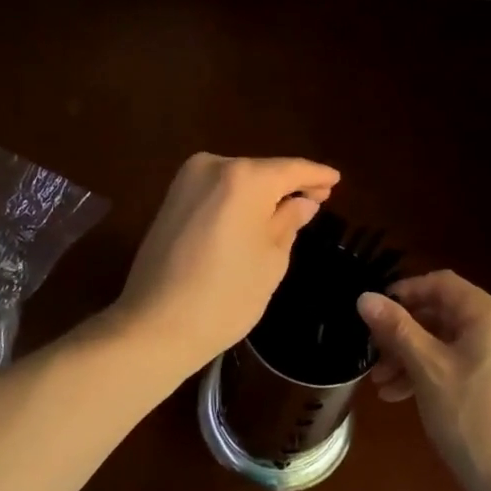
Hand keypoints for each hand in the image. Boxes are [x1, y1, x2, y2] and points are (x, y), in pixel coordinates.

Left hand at [112, 153, 339, 376]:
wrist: (154, 325)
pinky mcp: (171, 198)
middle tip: (317, 199)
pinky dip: (238, 199)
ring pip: (238, 179)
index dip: (316, 175)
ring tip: (289, 209)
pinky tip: (253, 215)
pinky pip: (217, 190)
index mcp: (244, 177)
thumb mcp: (271, 260)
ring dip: (262, 192)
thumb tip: (303, 202)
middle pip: (263, 171)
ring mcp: (187, 179)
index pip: (291, 169)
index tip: (336, 179)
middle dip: (288, 185)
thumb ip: (290, 221)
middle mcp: (213, 165)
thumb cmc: (225, 295)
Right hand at [357, 271, 490, 490]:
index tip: (375, 312)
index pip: (442, 284)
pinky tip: (402, 397)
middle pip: (444, 314)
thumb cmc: (469, 417)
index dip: (405, 291)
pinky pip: (462, 364)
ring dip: (413, 357)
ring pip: (450, 343)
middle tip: (374, 354)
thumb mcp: (426, 368)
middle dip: (404, 333)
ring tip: (381, 384)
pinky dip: (433, 373)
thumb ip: (396, 328)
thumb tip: (364, 297)